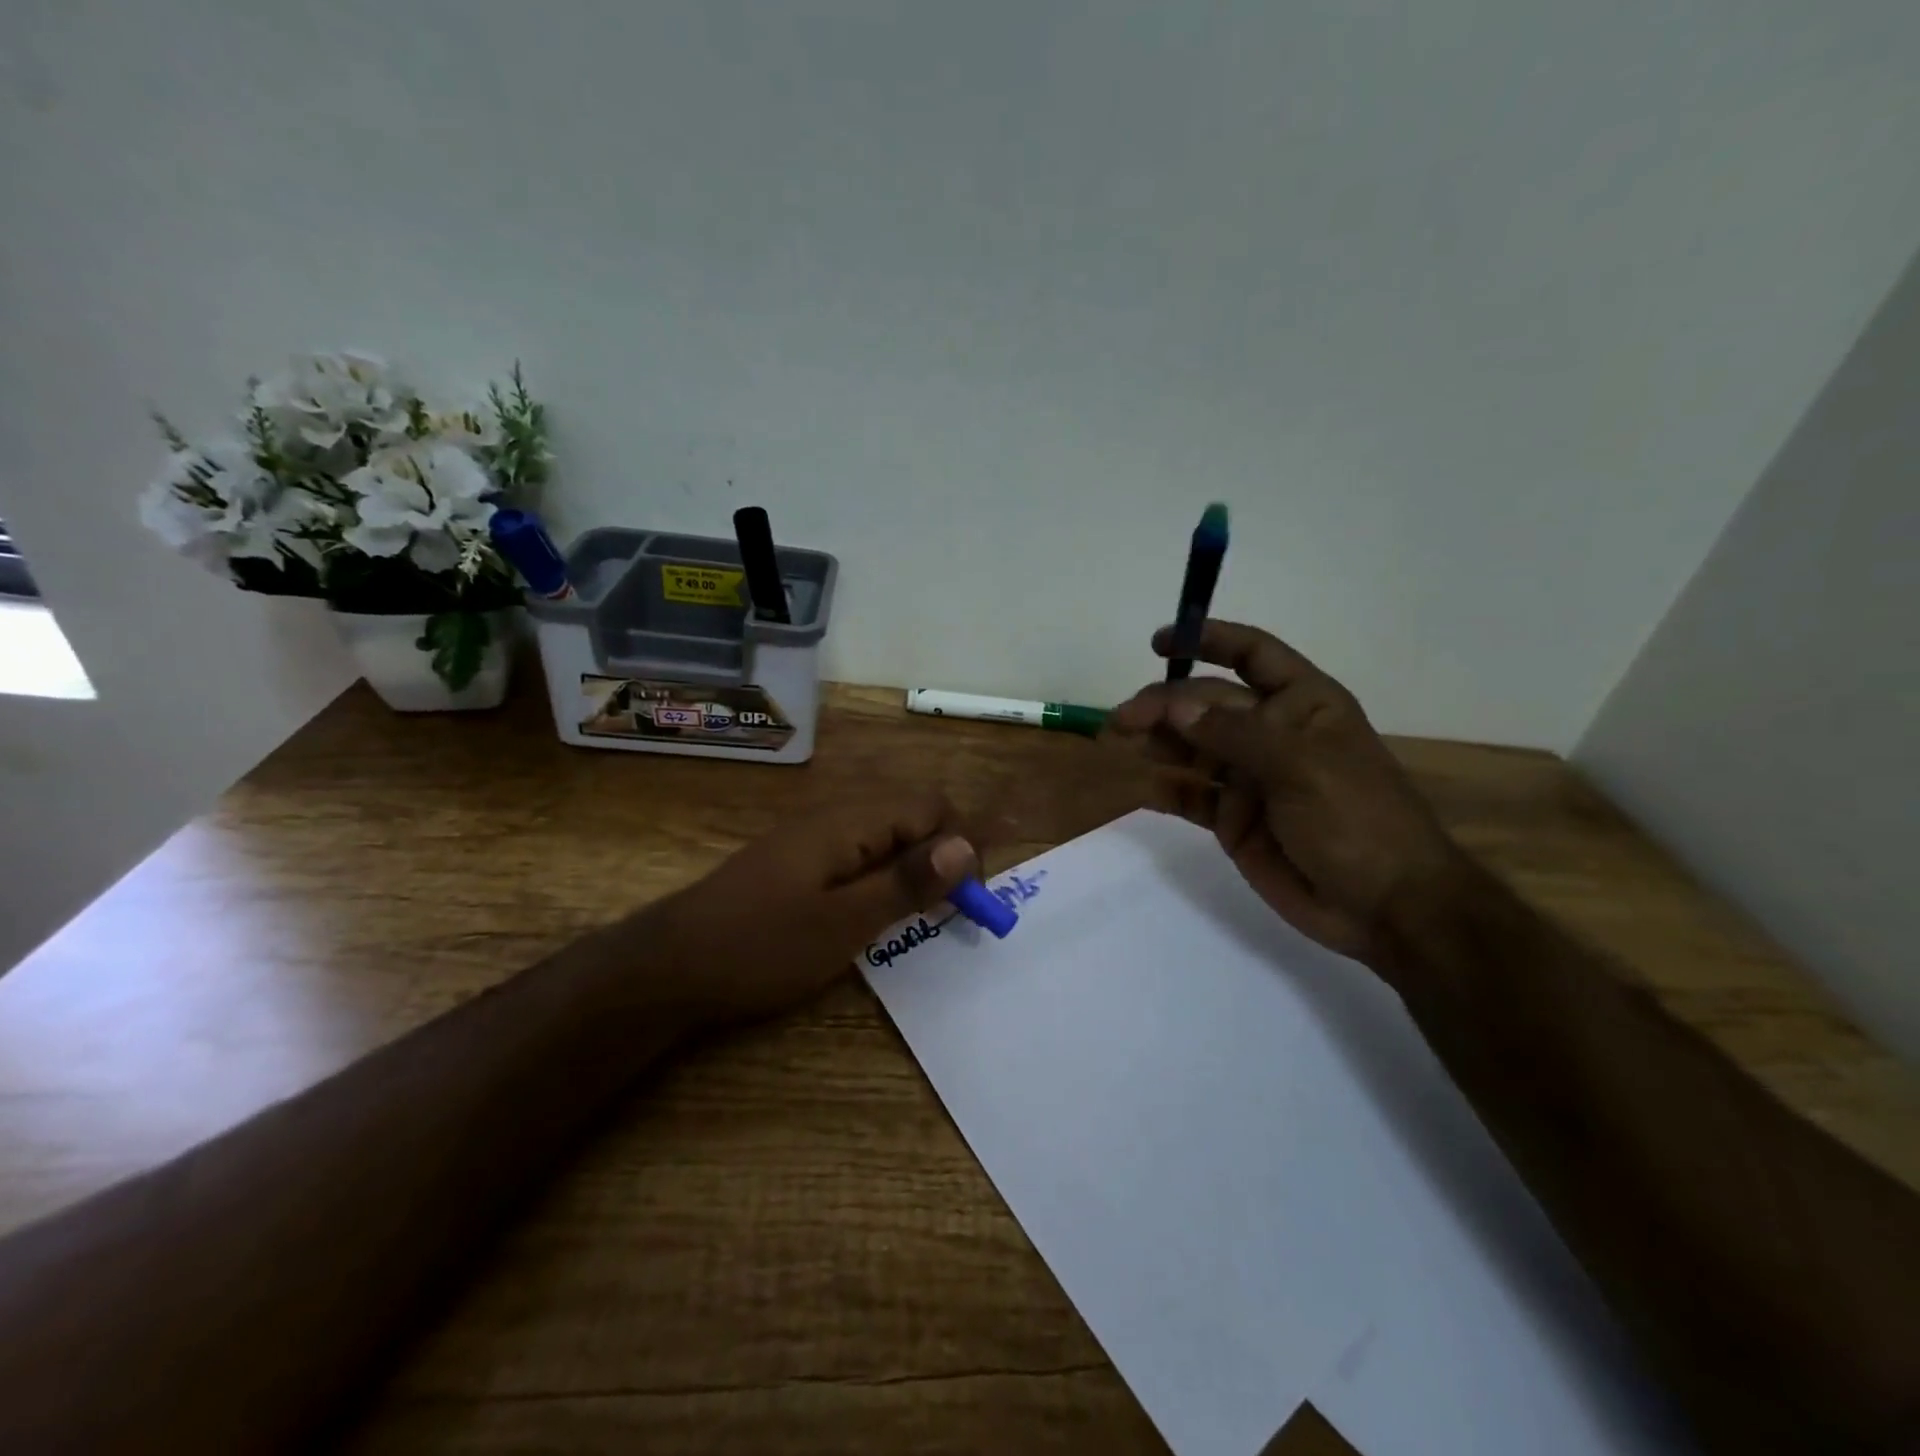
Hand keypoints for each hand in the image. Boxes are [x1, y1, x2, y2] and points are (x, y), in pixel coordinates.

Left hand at [643, 793, 978, 1026]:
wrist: (669, 966)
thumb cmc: (760, 946)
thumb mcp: (843, 923)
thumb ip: (905, 882)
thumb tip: (966, 847)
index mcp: (848, 821)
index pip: (930, 807)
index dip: (961, 845)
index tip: (970, 899)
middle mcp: (833, 816)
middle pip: (909, 816)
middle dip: (940, 856)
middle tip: (950, 912)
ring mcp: (810, 838)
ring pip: (884, 838)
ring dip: (912, 869)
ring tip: (919, 917)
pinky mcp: (796, 862)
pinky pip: (857, 855)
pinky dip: (880, 879)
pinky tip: (873, 914)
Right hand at [1107, 619, 1463, 967]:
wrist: (1384, 906)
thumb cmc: (1357, 819)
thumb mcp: (1301, 766)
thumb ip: (1234, 734)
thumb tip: (1173, 707)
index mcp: (1302, 704)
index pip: (1253, 655)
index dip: (1209, 640)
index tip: (1161, 643)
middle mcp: (1272, 733)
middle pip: (1207, 704)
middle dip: (1164, 705)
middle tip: (1121, 720)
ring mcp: (1250, 777)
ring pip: (1192, 746)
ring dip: (1156, 740)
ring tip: (1117, 742)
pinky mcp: (1233, 819)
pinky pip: (1191, 796)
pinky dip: (1164, 789)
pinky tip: (1139, 785)